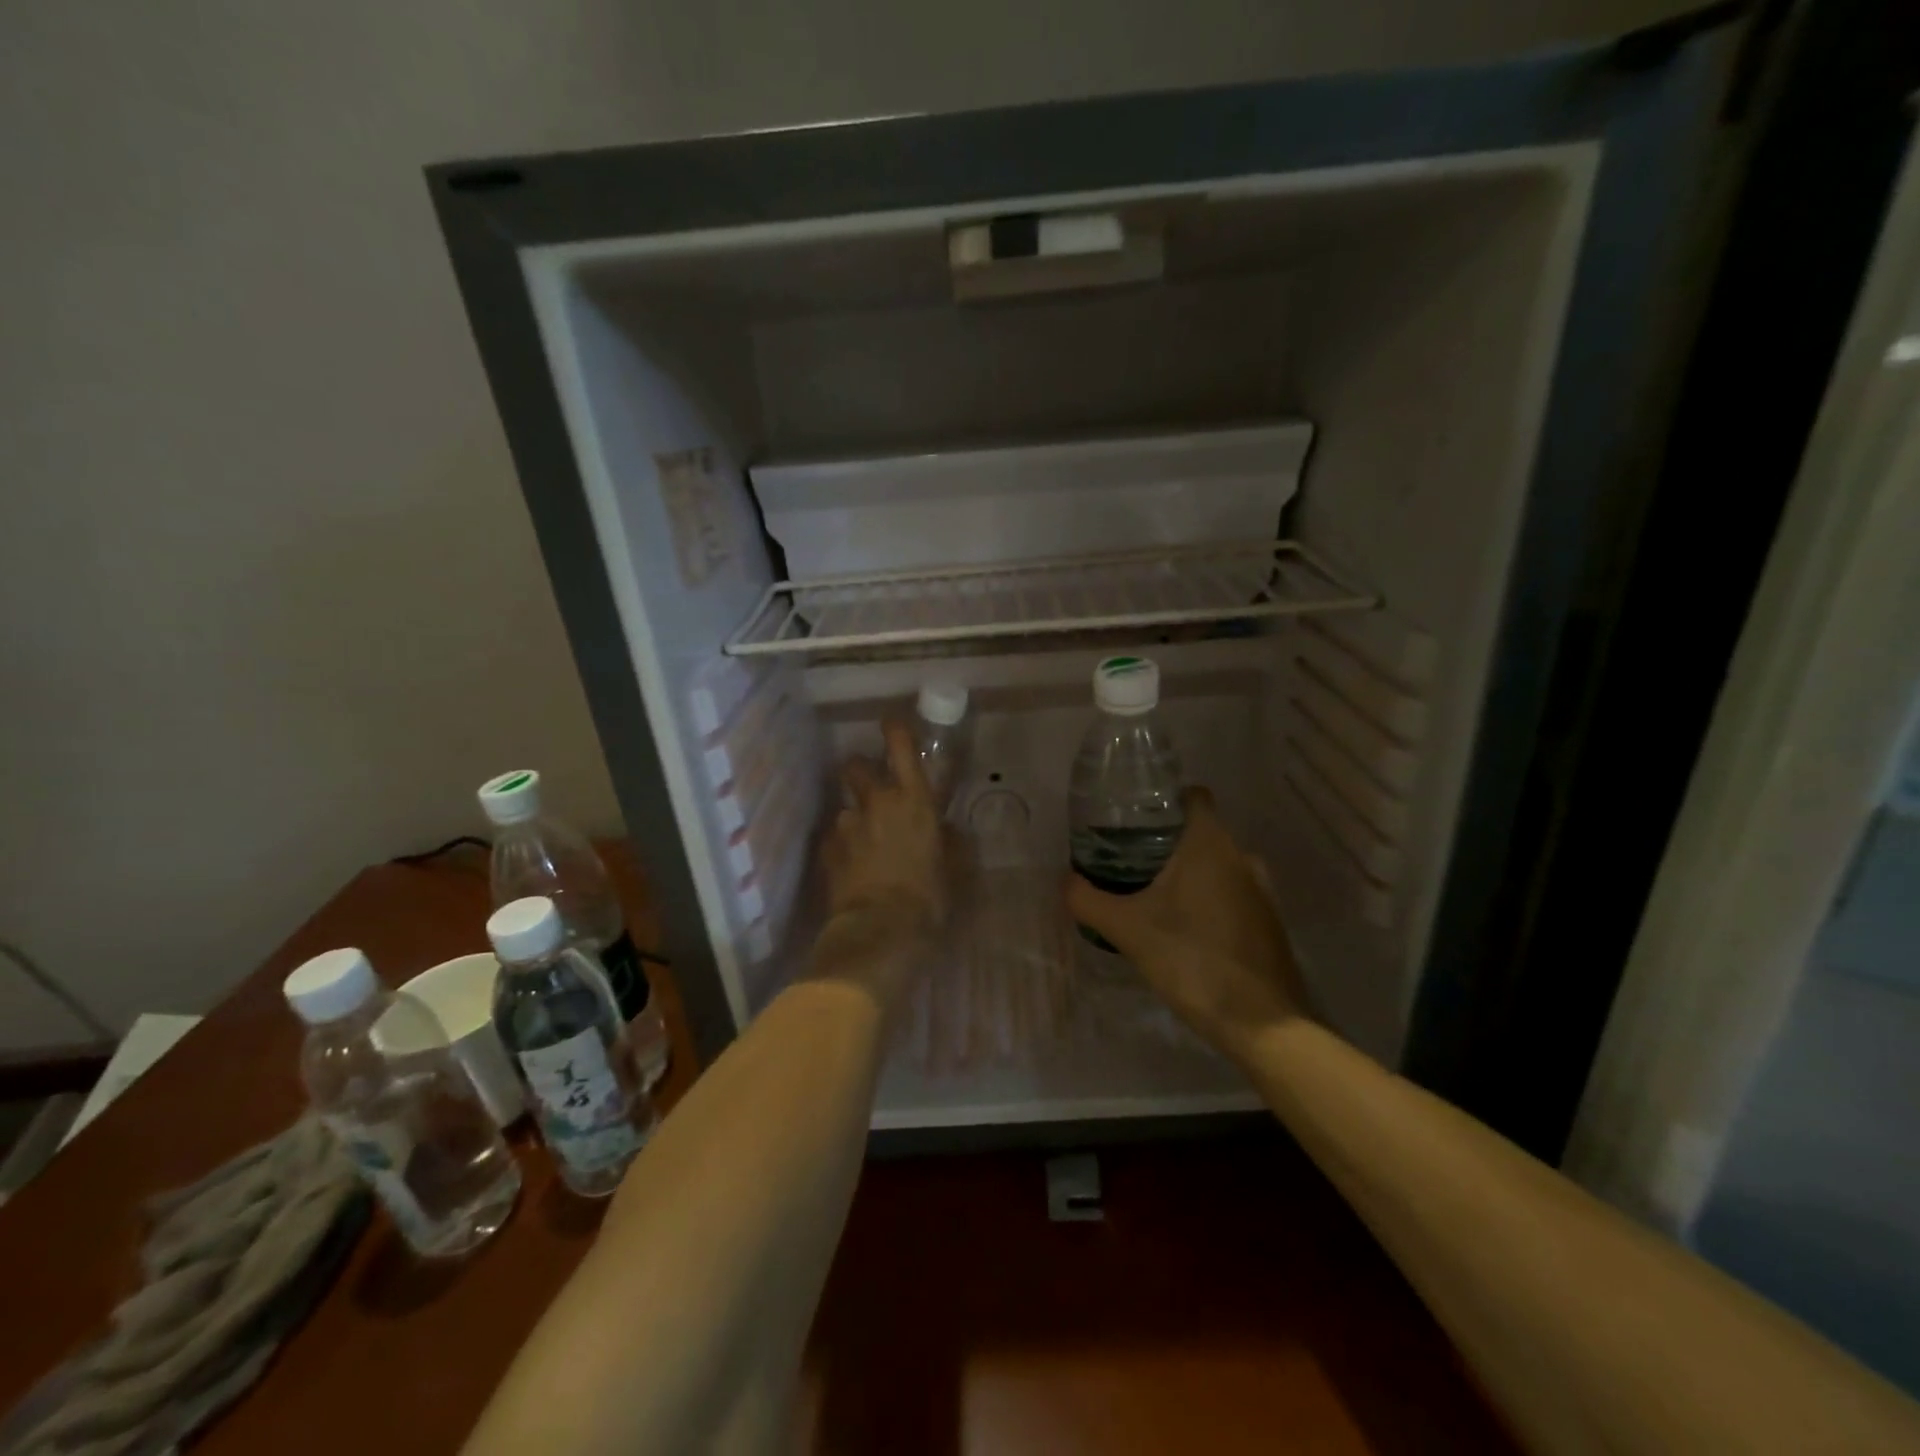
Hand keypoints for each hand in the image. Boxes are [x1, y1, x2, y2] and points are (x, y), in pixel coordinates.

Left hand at [820, 721, 947, 978]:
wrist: (881, 929)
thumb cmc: (928, 895)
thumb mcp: (954, 868)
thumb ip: (951, 842)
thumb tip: (948, 832)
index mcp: (913, 799)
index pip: (900, 746)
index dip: (893, 729)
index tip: (890, 723)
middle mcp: (876, 802)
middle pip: (856, 766)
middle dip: (860, 770)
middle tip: (870, 787)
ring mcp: (846, 825)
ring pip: (845, 806)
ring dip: (854, 818)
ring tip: (863, 844)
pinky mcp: (827, 850)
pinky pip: (834, 838)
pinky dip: (841, 846)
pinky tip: (851, 867)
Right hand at [1068, 787, 1308, 1061]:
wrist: (1262, 1023)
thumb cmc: (1192, 960)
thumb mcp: (1127, 930)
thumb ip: (1089, 900)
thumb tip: (1065, 881)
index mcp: (1210, 844)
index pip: (1193, 795)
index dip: (1163, 800)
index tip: (1133, 820)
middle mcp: (1241, 856)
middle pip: (1200, 829)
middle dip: (1166, 840)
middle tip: (1128, 861)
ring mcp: (1261, 889)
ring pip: (1217, 863)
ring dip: (1188, 871)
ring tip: (1152, 895)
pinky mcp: (1268, 920)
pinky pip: (1232, 891)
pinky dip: (1208, 898)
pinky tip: (1184, 928)